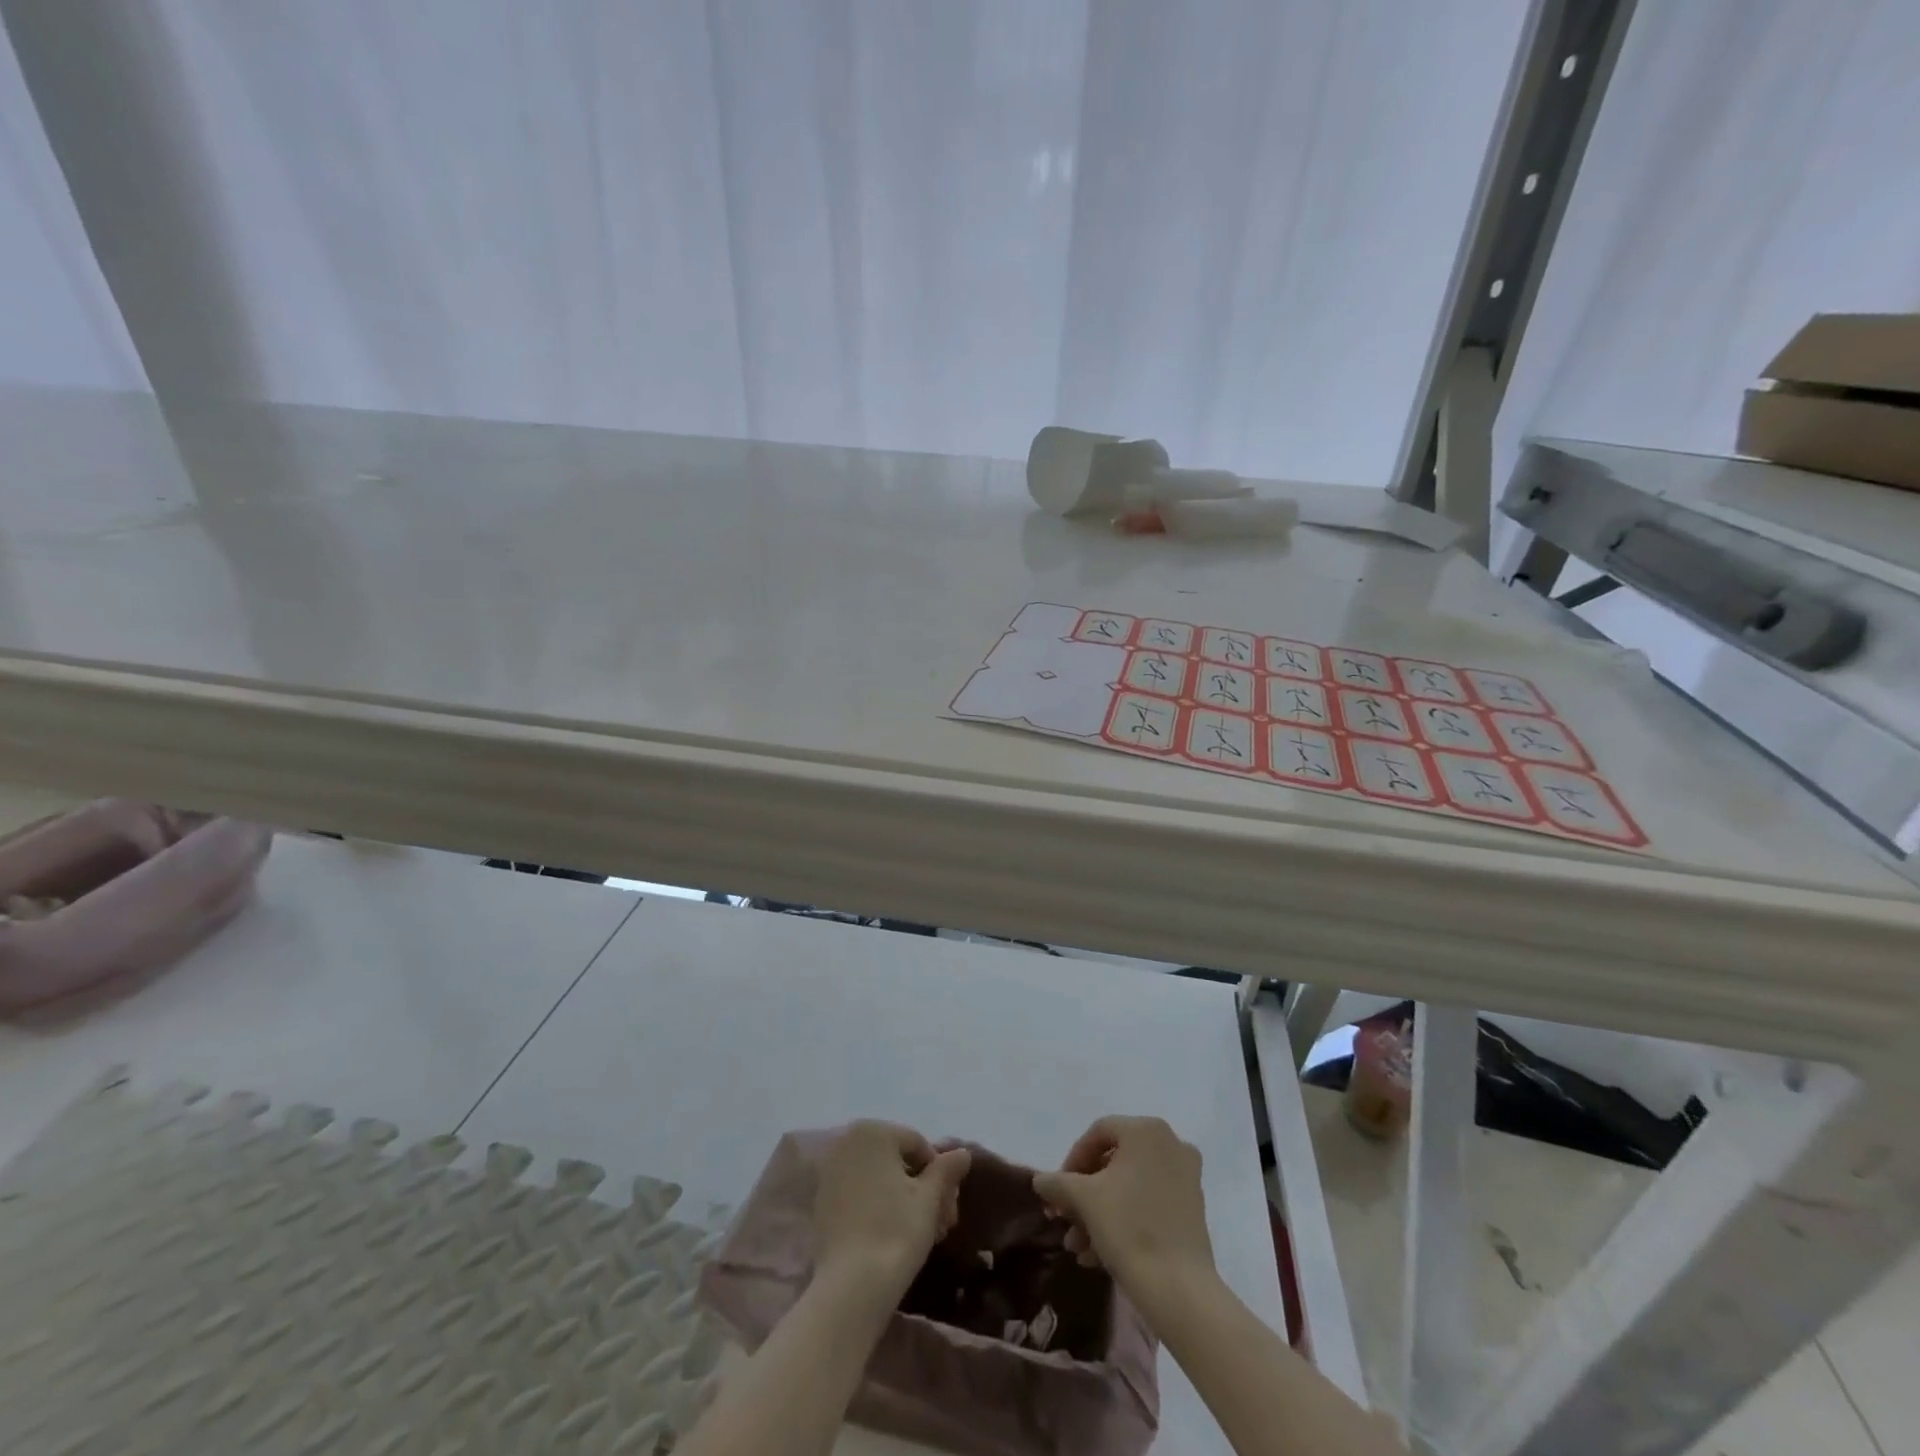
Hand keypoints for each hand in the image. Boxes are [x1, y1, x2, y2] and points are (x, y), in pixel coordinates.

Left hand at [812, 1121, 971, 1301]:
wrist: (851, 1287)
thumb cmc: (896, 1231)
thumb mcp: (930, 1198)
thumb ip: (946, 1169)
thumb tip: (963, 1152)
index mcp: (873, 1131)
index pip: (919, 1145)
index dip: (941, 1176)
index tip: (950, 1210)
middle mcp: (847, 1142)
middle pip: (898, 1161)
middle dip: (924, 1190)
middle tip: (942, 1225)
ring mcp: (831, 1172)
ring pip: (880, 1178)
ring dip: (905, 1200)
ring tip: (924, 1234)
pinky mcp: (822, 1202)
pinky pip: (860, 1194)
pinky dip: (879, 1207)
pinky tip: (894, 1236)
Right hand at [1033, 1115, 1214, 1292]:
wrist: (1181, 1291)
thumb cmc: (1130, 1229)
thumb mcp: (1084, 1200)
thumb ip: (1058, 1183)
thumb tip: (1040, 1180)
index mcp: (1147, 1131)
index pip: (1098, 1133)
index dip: (1072, 1161)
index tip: (1057, 1191)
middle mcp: (1171, 1144)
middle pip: (1114, 1162)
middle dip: (1084, 1195)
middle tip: (1065, 1221)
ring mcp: (1185, 1177)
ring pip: (1129, 1187)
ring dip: (1099, 1213)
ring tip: (1078, 1248)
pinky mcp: (1192, 1209)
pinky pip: (1148, 1203)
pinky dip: (1123, 1221)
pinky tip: (1098, 1255)